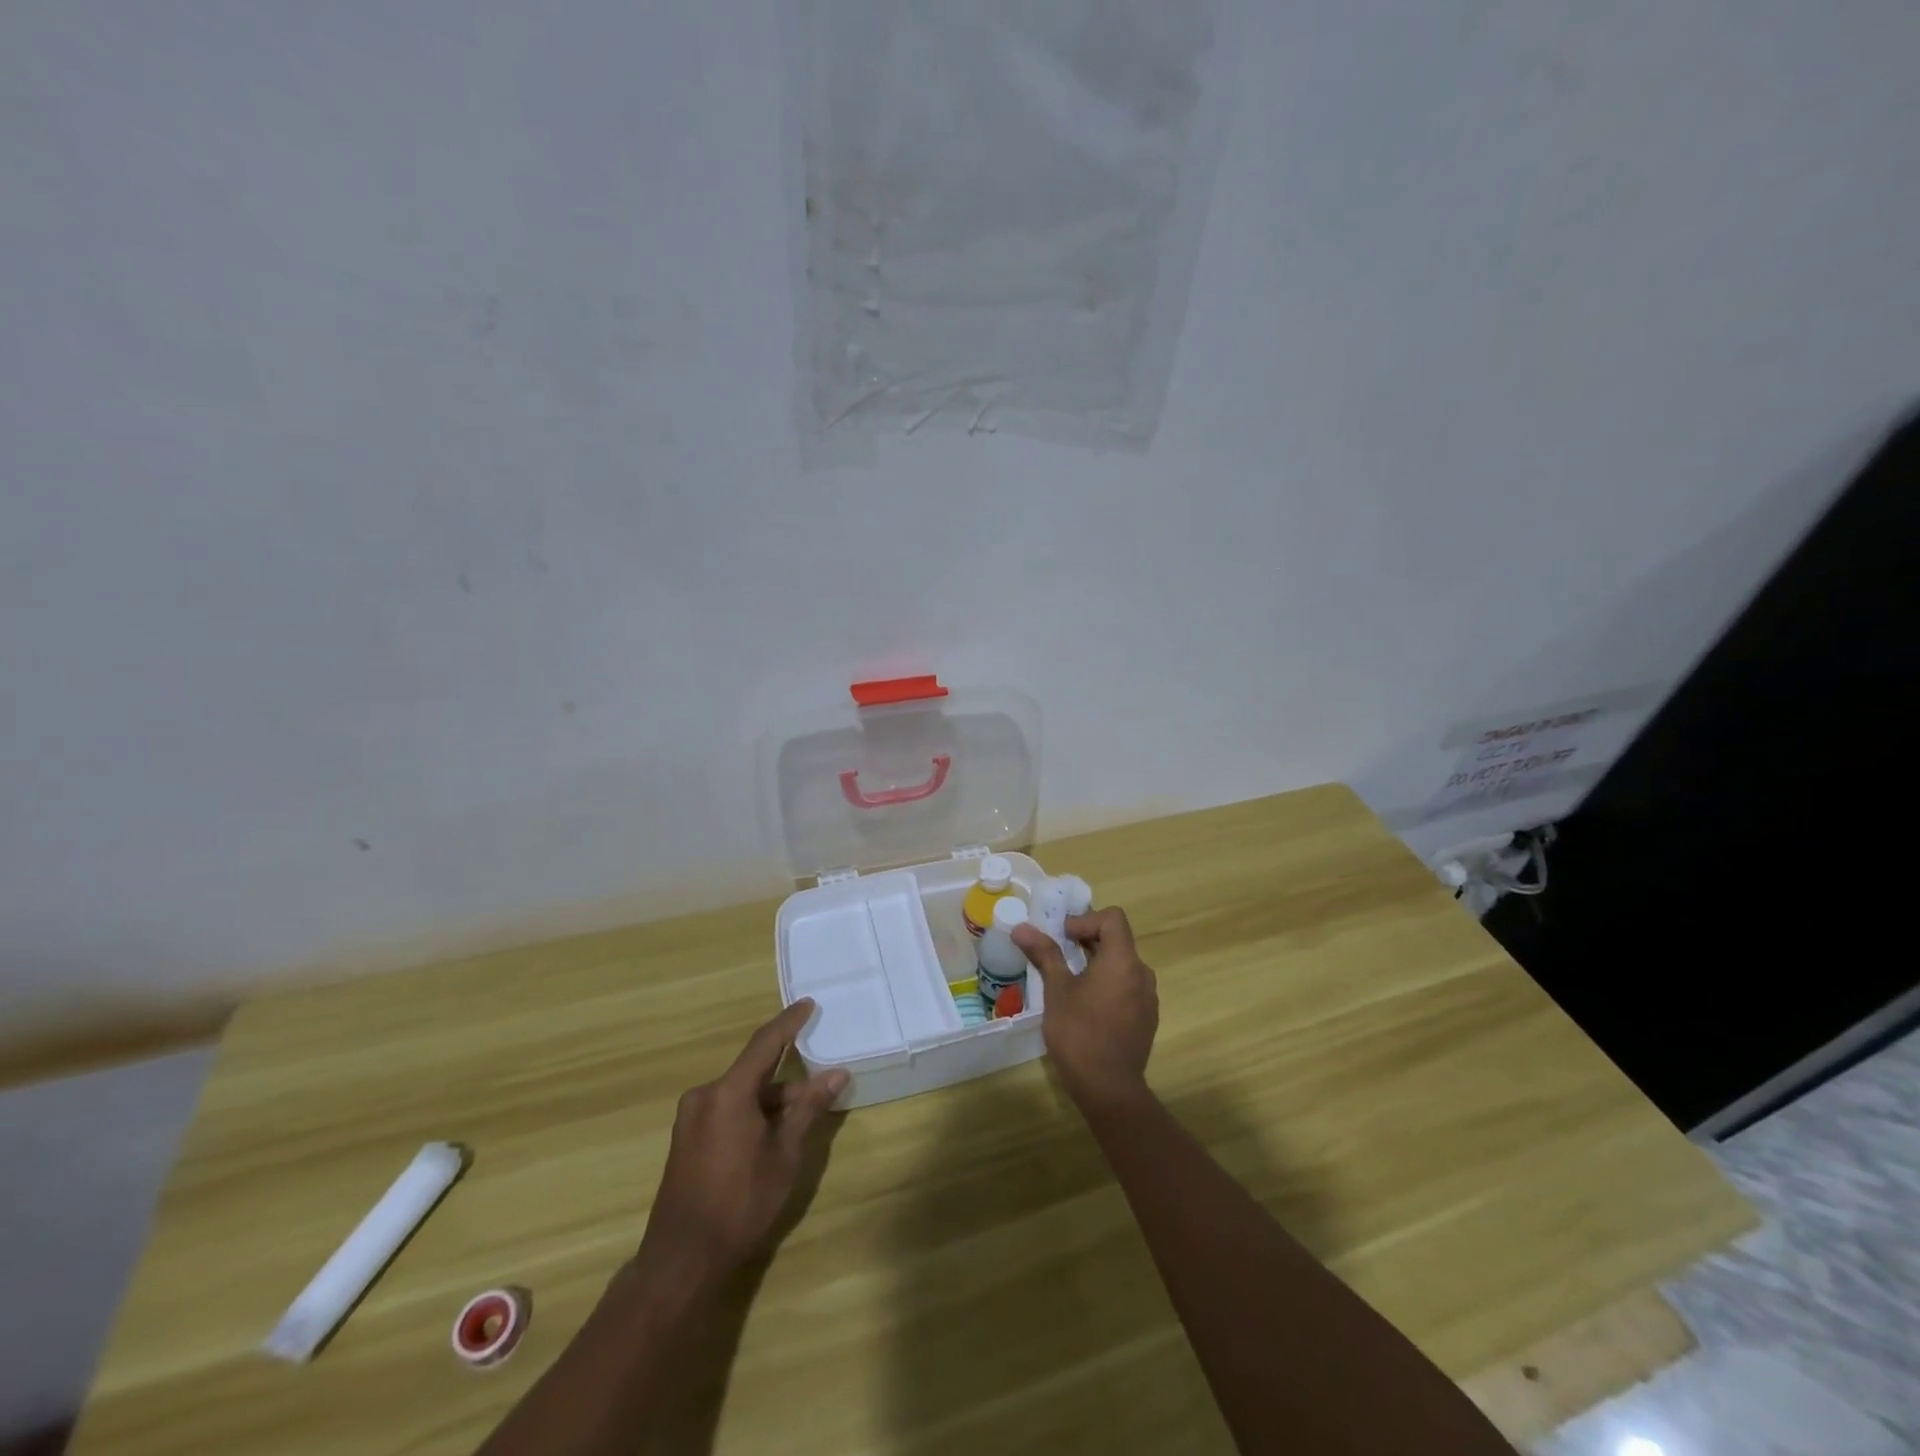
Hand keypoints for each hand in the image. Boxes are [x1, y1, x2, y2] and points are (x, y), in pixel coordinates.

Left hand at [638, 1001, 847, 1285]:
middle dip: (787, 1081)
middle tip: (818, 1093)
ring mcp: (691, 1117)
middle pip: (754, 1073)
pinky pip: (726, 1110)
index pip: (765, 1043)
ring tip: (798, 1125)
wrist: (682, 1260)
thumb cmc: (740, 1203)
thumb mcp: (784, 1155)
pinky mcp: (686, 1138)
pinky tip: (770, 1138)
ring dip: (770, 1102)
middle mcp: (705, 1095)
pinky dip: (751, 1114)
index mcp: (728, 1092)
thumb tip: (836, 1073)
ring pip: (741, 1094)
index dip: (789, 1022)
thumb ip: (808, 1108)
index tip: (808, 1004)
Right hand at [1014, 906, 1157, 1113]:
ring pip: (1122, 965)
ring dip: (1097, 963)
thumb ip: (1044, 954)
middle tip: (1058, 955)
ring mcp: (1148, 998)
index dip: (1086, 920)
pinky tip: (1087, 1007)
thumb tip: (1022, 927)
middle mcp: (1142, 973)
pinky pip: (1128, 987)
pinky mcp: (1146, 1018)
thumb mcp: (1057, 990)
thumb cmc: (1079, 1033)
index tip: (1063, 937)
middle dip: (1087, 941)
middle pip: (1118, 940)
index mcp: (1123, 961)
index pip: (1113, 918)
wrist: (1109, 1090)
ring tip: (1070, 981)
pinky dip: (1108, 984)